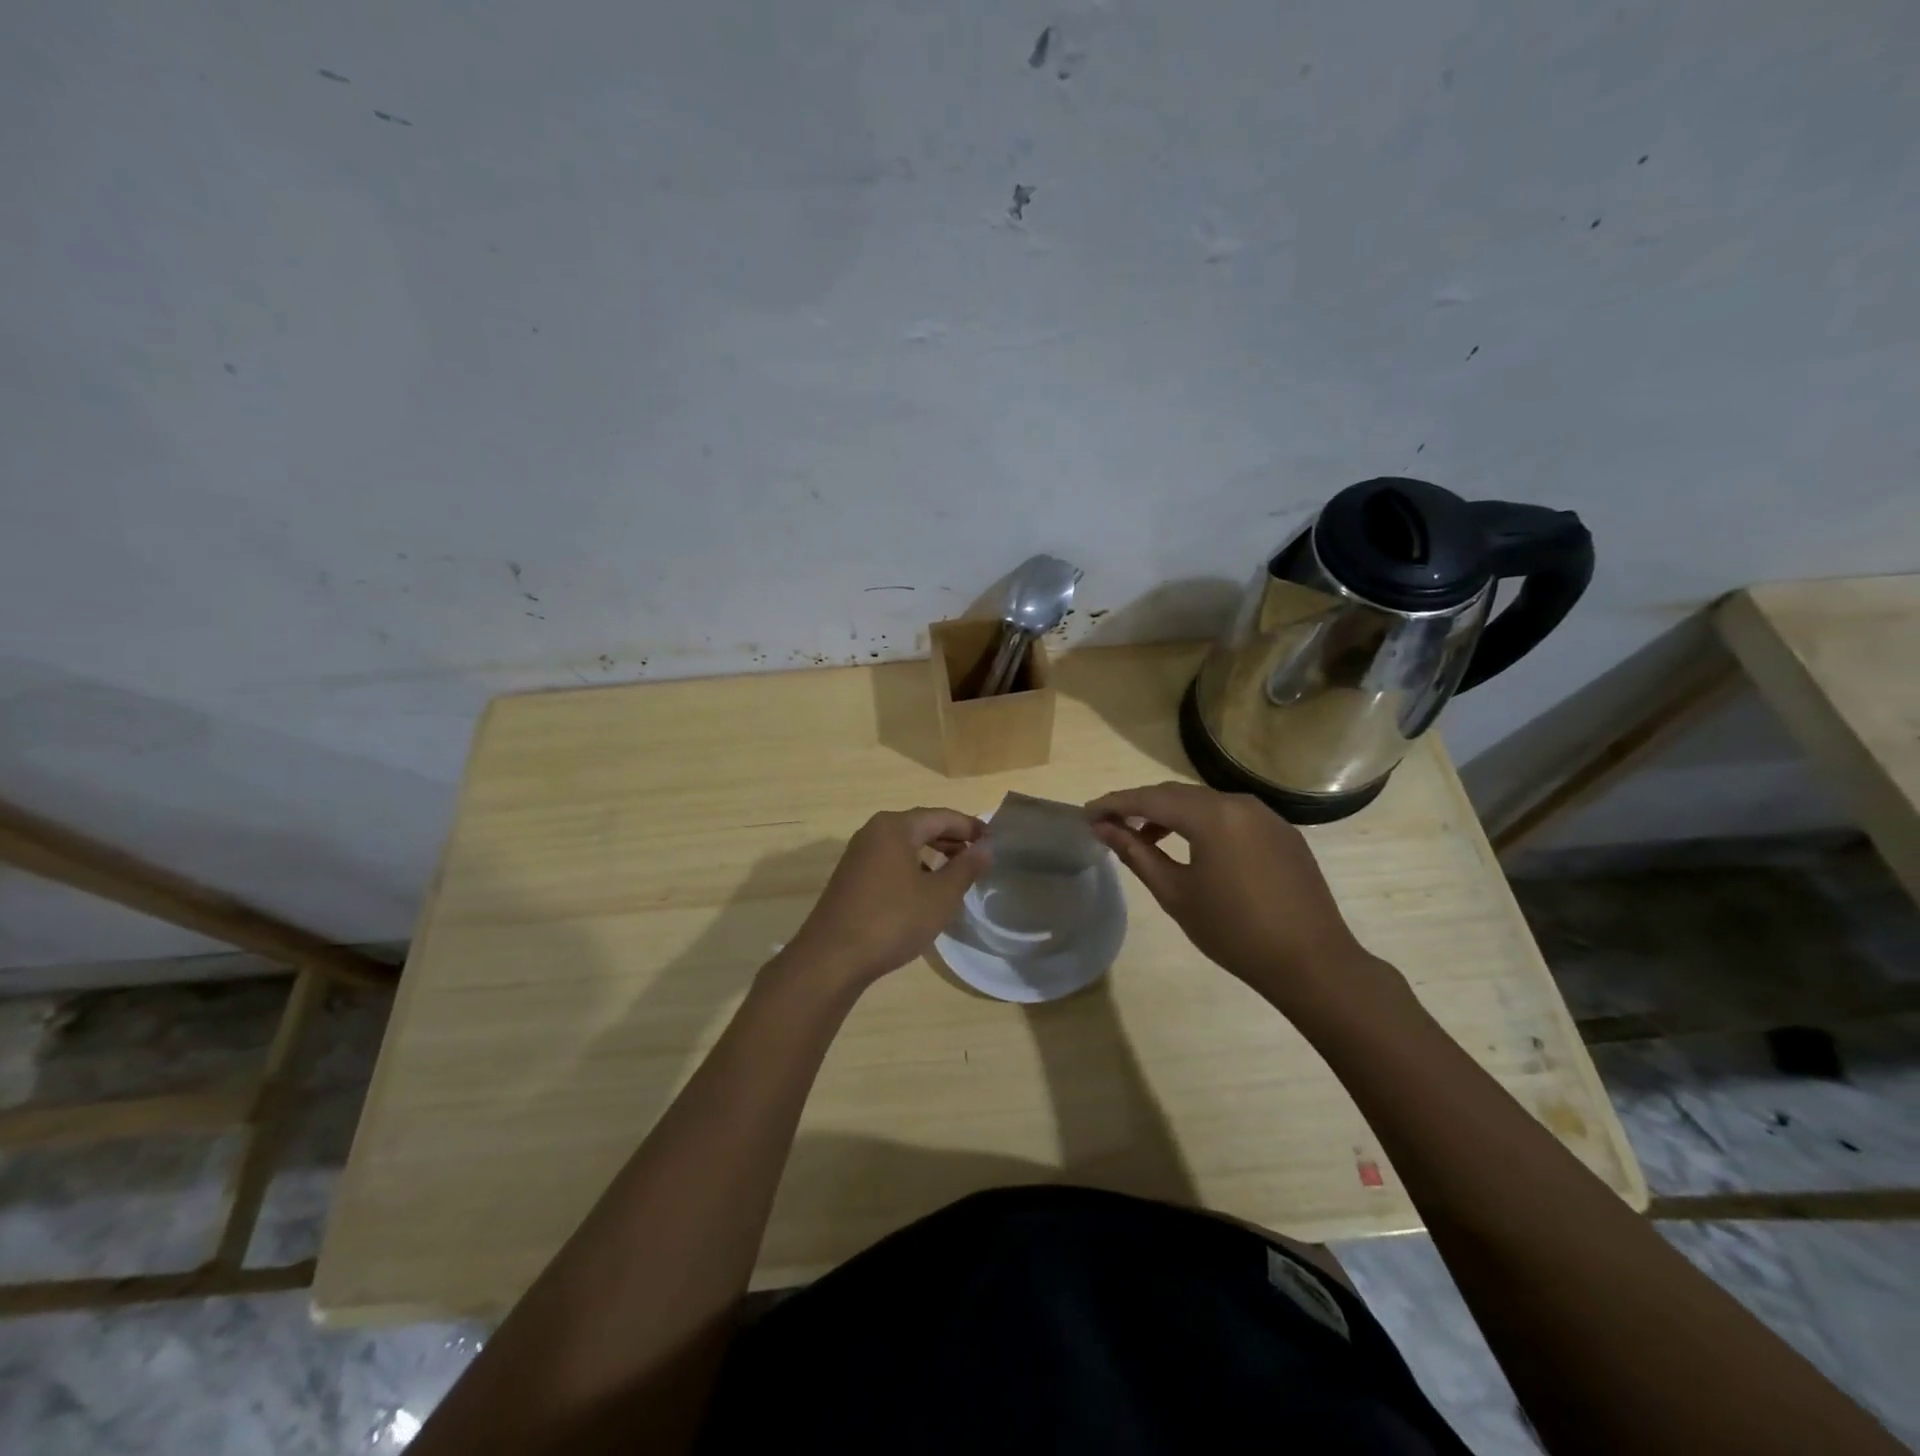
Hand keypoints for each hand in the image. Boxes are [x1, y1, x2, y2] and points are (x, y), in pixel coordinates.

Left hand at [777, 808, 989, 991]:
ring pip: (905, 845)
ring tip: (957, 874)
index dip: (971, 827)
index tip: (994, 840)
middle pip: (922, 826)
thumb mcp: (940, 896)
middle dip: (952, 839)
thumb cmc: (893, 920)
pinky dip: (913, 867)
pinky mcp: (851, 877)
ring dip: (933, 854)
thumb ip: (966, 868)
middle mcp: (874, 831)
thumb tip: (986, 848)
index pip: (942, 816)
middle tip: (980, 856)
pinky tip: (925, 891)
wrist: (832, 958)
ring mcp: (858, 854)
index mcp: (896, 827)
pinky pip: (890, 861)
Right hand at [1087, 782, 1394, 1011]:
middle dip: (1141, 805)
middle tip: (1110, 823)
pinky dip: (1203, 823)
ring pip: (1206, 803)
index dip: (1115, 803)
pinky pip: (1231, 816)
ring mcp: (1266, 816)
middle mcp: (1239, 803)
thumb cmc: (1234, 931)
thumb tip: (1104, 828)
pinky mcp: (1282, 833)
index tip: (1087, 813)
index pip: (1151, 798)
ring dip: (1172, 814)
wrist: (1312, 962)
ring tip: (1145, 838)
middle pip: (1177, 794)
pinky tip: (1192, 847)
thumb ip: (1137, 853)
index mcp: (1212, 815)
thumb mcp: (1176, 893)